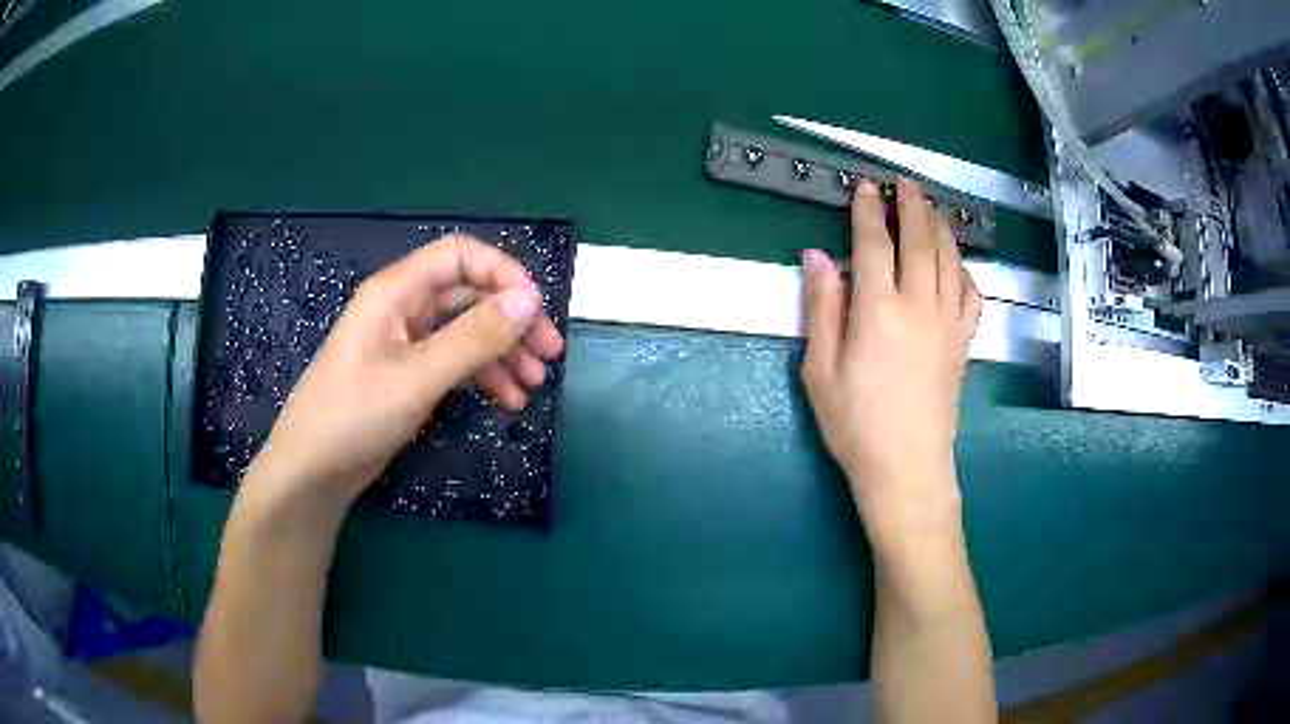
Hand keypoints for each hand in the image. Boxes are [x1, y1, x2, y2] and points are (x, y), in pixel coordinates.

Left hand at [250, 235, 564, 506]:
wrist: (313, 472)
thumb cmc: (354, 416)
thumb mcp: (417, 377)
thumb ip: (474, 337)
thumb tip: (531, 300)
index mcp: (396, 291)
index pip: (460, 256)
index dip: (503, 273)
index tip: (536, 310)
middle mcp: (404, 308)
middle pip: (470, 295)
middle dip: (511, 321)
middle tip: (549, 354)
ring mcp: (407, 343)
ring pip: (467, 331)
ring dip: (504, 353)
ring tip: (532, 386)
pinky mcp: (410, 375)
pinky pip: (456, 362)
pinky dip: (484, 377)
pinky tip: (507, 401)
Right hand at [801, 179, 980, 550]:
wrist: (906, 468)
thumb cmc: (855, 425)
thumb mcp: (820, 370)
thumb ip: (822, 308)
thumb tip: (817, 256)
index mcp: (879, 311)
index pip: (875, 244)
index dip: (868, 211)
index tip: (865, 187)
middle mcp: (919, 306)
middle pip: (921, 240)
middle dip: (912, 205)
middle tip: (904, 183)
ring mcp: (948, 323)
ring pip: (949, 259)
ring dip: (940, 226)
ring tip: (930, 207)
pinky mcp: (963, 342)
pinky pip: (971, 293)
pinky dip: (963, 269)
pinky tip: (955, 264)